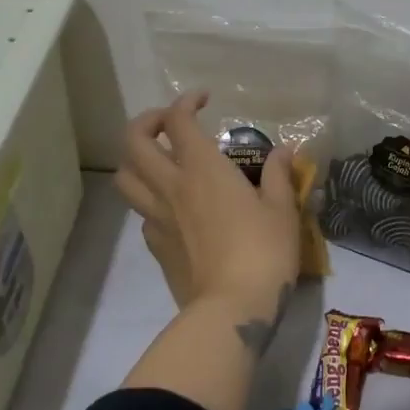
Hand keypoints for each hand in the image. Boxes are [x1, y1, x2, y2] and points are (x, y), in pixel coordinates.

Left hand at [117, 92, 300, 350]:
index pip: (178, 120)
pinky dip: (150, 199)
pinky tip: (174, 206)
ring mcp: (157, 217)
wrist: (232, 309)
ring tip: (159, 160)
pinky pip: (141, 212)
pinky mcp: (155, 246)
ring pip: (125, 177)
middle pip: (133, 142)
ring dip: (136, 159)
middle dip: (146, 121)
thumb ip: (279, 174)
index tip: (204, 100)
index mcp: (202, 168)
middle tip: (169, 123)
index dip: (185, 102)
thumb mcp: (282, 209)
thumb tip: (283, 151)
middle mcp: (171, 185)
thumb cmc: (263, 251)